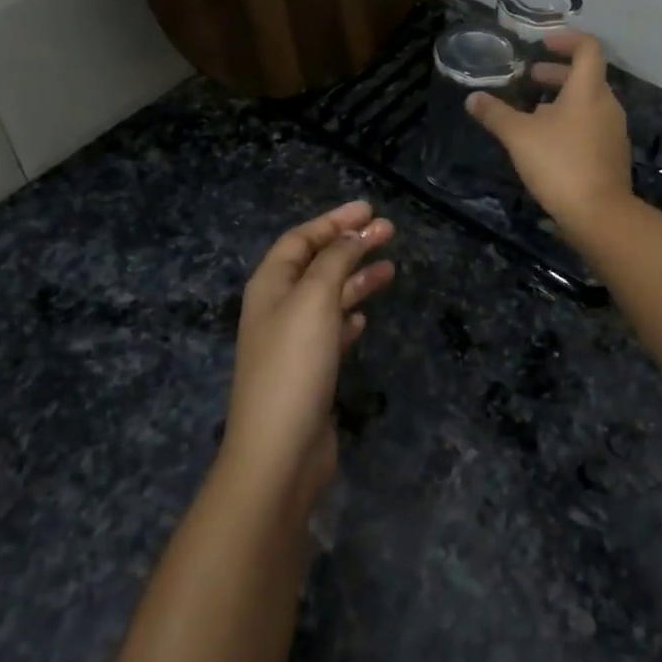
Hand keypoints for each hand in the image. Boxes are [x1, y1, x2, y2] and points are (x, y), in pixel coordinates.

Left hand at [221, 201, 395, 509]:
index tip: (370, 209)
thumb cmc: (294, 365)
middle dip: (351, 245)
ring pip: (328, 296)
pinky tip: (365, 316)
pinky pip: (331, 330)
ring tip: (391, 269)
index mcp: (270, 286)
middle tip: (389, 231)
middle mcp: (278, 308)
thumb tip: (352, 235)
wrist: (279, 452)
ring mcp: (292, 342)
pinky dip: (349, 316)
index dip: (334, 220)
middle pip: (317, 264)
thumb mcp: (315, 299)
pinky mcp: (309, 371)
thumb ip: (334, 260)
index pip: (301, 239)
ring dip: (357, 278)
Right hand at [466, 31, 632, 237]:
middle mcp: (607, 104)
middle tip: (530, 79)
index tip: (543, 44)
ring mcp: (614, 130)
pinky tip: (548, 142)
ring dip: (562, 99)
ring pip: (589, 102)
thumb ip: (495, 114)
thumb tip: (472, 98)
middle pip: (587, 76)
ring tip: (533, 111)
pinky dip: (571, 122)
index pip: (588, 48)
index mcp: (588, 90)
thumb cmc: (559, 163)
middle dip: (557, 73)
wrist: (599, 214)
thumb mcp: (518, 136)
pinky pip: (592, 125)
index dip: (567, 39)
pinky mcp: (613, 154)